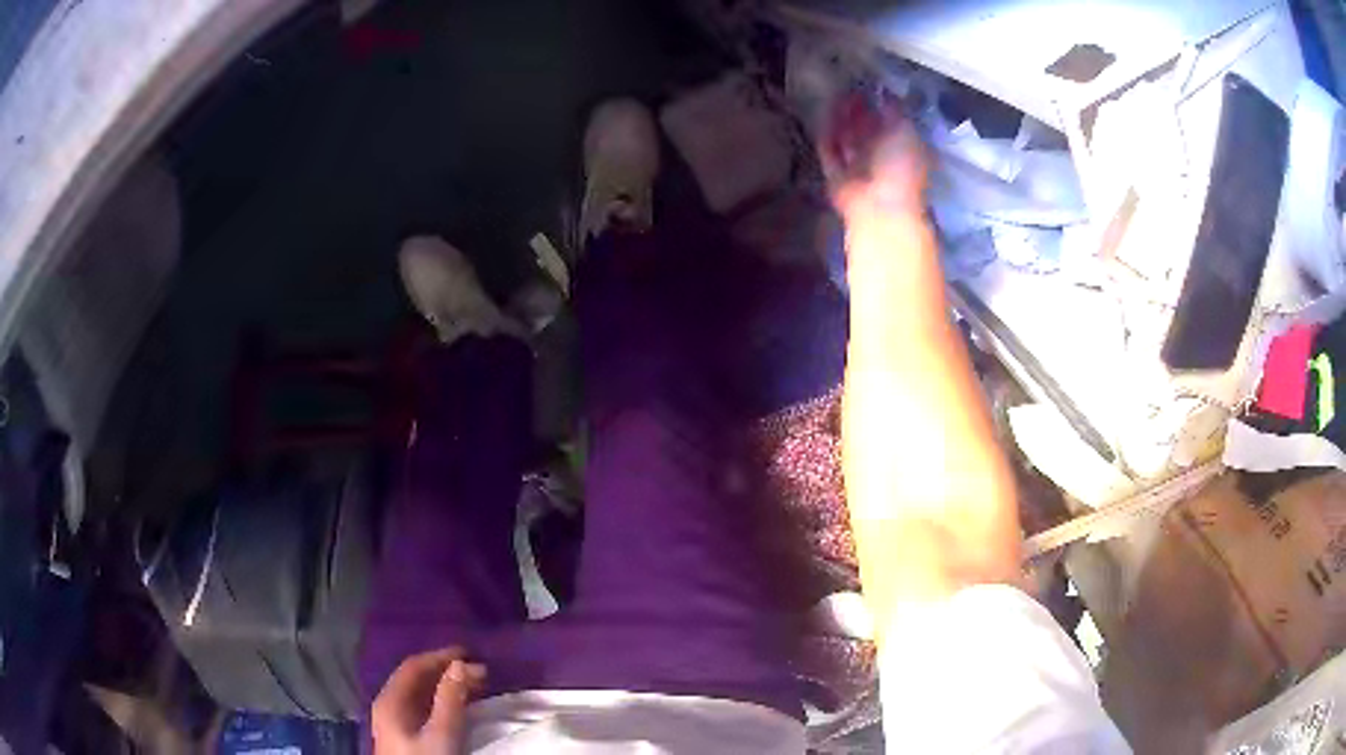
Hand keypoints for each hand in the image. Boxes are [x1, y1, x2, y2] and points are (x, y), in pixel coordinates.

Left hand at [371, 647, 486, 754]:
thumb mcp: (441, 734)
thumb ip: (450, 699)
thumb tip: (463, 664)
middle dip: (446, 671)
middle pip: (415, 678)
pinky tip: (459, 706)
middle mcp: (389, 704)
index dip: (441, 656)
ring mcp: (394, 720)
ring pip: (420, 694)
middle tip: (480, 670)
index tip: (471, 653)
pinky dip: (442, 701)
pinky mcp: (404, 735)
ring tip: (475, 685)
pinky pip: (422, 708)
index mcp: (390, 699)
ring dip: (446, 686)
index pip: (414, 666)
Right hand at [819, 90, 927, 223]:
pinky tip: (823, 117)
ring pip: (847, 139)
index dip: (881, 106)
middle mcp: (881, 158)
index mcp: (903, 149)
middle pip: (867, 130)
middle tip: (848, 91)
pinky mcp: (836, 176)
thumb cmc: (901, 167)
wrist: (881, 207)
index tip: (870, 88)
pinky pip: (829, 151)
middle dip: (859, 112)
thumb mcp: (906, 131)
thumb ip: (895, 110)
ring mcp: (858, 168)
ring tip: (834, 100)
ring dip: (841, 121)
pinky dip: (826, 136)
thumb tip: (886, 93)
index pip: (891, 124)